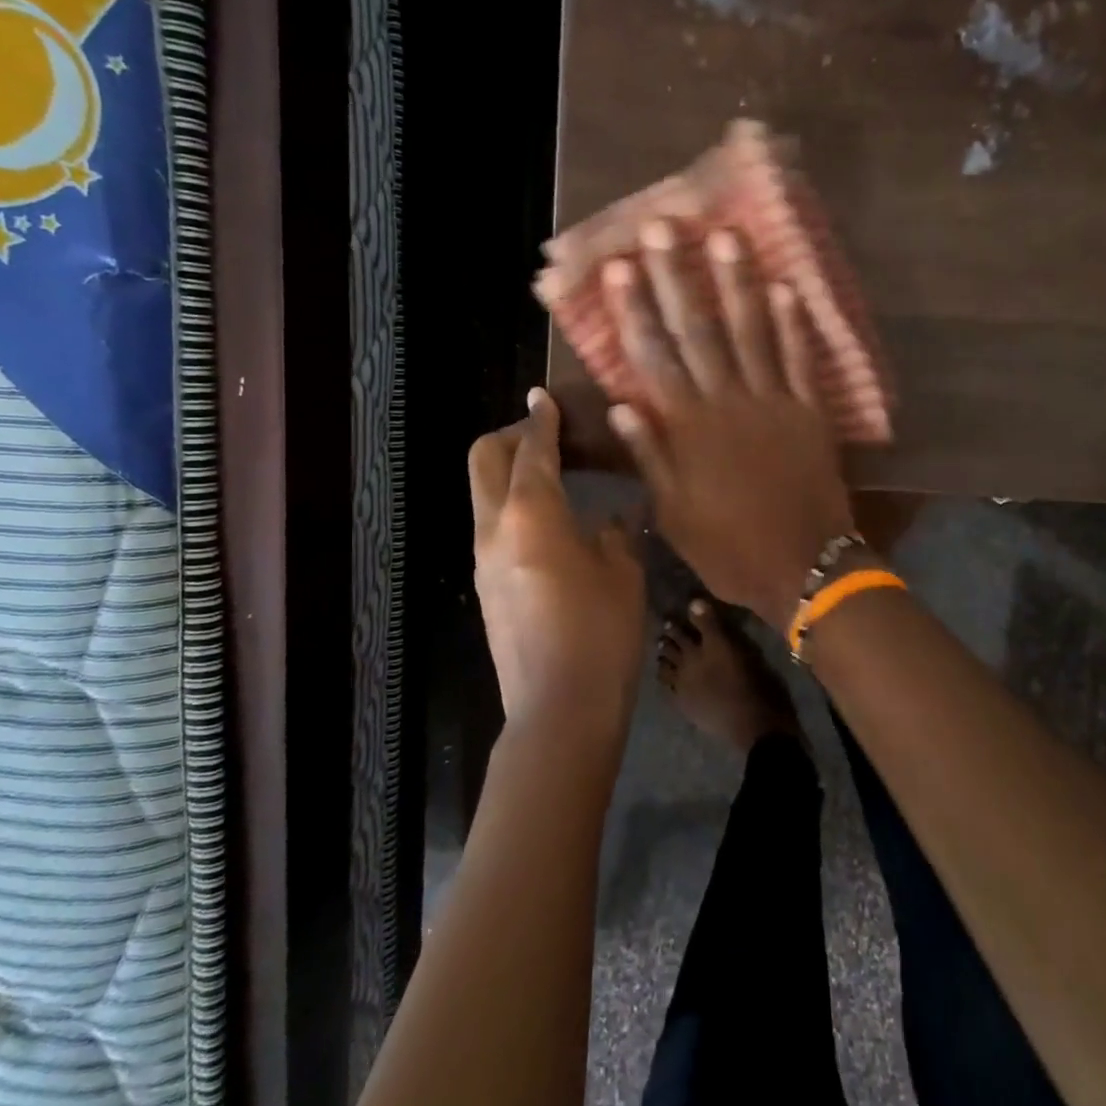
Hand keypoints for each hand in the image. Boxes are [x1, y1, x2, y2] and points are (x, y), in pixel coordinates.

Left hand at [470, 389, 645, 735]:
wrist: (558, 708)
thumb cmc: (601, 634)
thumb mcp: (622, 573)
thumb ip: (614, 534)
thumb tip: (609, 520)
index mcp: (532, 514)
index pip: (531, 449)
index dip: (540, 419)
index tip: (545, 397)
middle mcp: (495, 528)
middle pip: (484, 459)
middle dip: (511, 436)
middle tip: (547, 436)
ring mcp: (484, 559)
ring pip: (482, 493)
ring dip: (509, 472)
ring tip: (552, 476)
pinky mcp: (485, 585)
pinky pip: (491, 525)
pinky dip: (511, 505)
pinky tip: (550, 523)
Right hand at [601, 220, 853, 630]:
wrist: (805, 567)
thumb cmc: (729, 547)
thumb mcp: (674, 514)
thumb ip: (651, 456)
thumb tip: (621, 404)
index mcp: (689, 428)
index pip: (654, 357)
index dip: (635, 310)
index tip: (620, 267)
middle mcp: (727, 401)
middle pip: (698, 330)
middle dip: (677, 277)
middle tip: (663, 227)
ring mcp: (774, 401)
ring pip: (751, 332)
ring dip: (737, 283)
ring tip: (726, 237)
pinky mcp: (810, 411)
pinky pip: (802, 360)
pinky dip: (795, 324)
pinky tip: (788, 288)